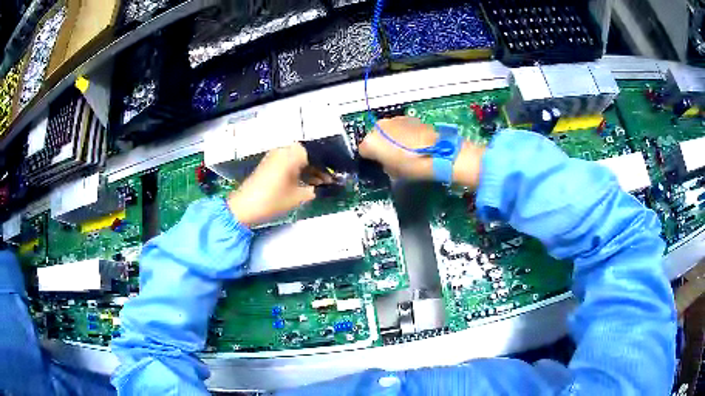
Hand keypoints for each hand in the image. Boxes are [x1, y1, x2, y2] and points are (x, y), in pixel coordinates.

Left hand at [227, 143, 330, 226]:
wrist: (244, 207)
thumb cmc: (273, 200)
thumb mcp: (298, 197)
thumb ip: (314, 189)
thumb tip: (323, 186)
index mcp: (292, 154)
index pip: (316, 154)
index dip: (327, 166)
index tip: (334, 176)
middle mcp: (283, 150)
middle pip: (306, 155)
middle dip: (317, 167)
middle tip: (327, 181)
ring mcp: (274, 156)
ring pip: (296, 159)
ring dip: (307, 170)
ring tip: (317, 184)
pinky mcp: (268, 164)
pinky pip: (287, 163)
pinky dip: (296, 171)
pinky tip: (303, 183)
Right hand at [358, 117, 484, 187]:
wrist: (437, 152)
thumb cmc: (412, 166)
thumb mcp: (392, 173)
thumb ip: (383, 164)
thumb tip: (385, 161)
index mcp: (371, 142)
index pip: (362, 150)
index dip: (370, 158)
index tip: (377, 164)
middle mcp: (378, 127)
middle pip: (374, 136)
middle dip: (380, 145)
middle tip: (390, 156)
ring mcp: (393, 119)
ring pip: (386, 130)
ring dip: (391, 137)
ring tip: (403, 148)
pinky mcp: (407, 117)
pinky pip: (399, 126)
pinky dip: (402, 132)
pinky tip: (412, 141)